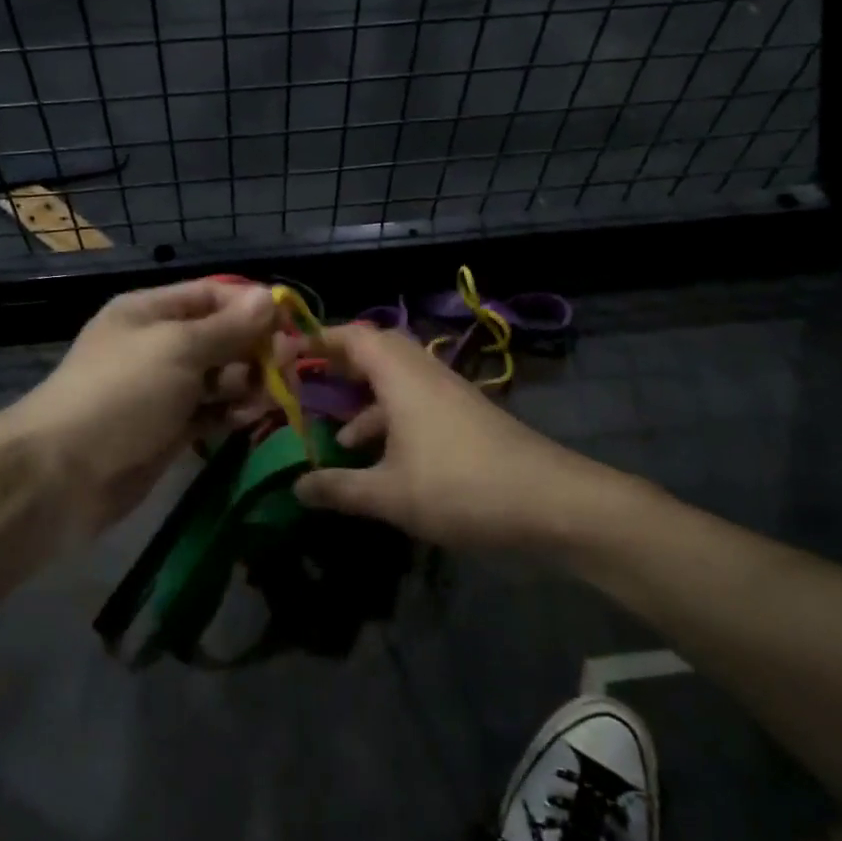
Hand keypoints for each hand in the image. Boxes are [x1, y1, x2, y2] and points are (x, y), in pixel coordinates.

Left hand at [5, 278, 277, 536]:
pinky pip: (211, 412)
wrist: (64, 474)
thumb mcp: (178, 349)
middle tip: (285, 370)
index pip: (213, 295)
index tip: (291, 327)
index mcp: (151, 311)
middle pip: (221, 337)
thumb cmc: (122, 394)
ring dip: (247, 384)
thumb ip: (229, 327)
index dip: (253, 307)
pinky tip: (245, 420)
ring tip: (264, 400)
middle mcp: (159, 345)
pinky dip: (230, 414)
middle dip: (255, 350)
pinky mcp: (169, 430)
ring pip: (220, 377)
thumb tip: (270, 297)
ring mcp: (164, 389)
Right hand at [293, 323, 660, 553]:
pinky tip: (383, 462)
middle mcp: (426, 376)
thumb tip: (296, 487)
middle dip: (344, 365)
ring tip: (338, 438)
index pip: (357, 337)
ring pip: (399, 382)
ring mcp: (451, 396)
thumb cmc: (460, 488)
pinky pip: (418, 404)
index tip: (289, 351)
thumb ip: (339, 488)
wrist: (552, 504)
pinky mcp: (468, 419)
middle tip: (312, 384)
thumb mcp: (389, 495)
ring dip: (367, 402)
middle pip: (380, 352)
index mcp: (402, 378)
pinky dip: (392, 421)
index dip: (321, 339)